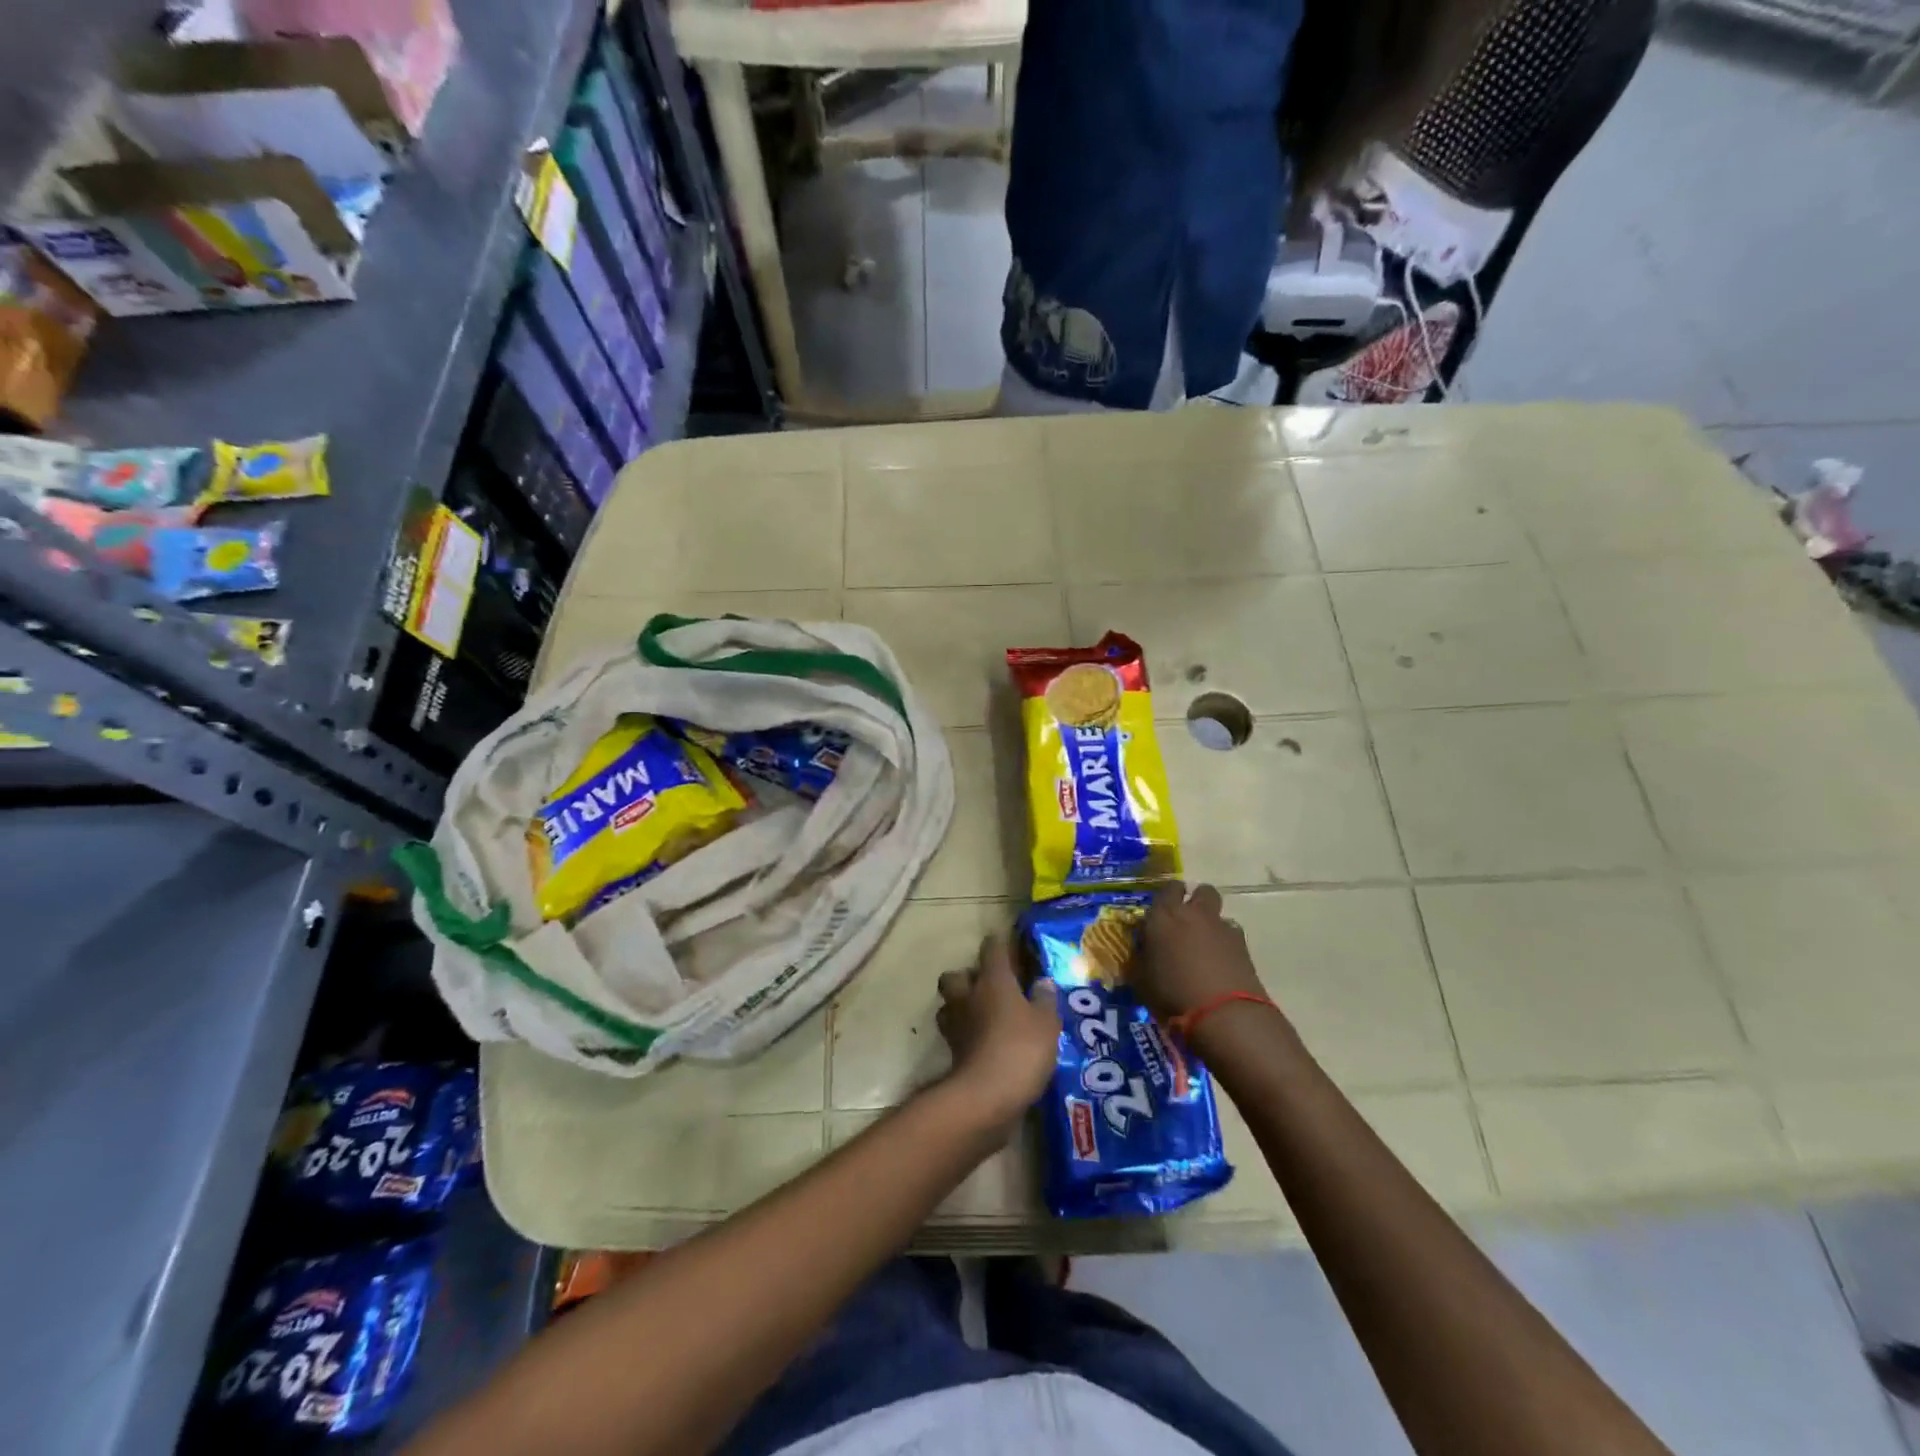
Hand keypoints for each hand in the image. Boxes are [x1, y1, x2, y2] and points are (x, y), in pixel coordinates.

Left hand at [937, 934, 1060, 1129]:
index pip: (992, 949)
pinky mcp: (952, 1052)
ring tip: (984, 1015)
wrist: (987, 1096)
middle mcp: (969, 995)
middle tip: (990, 987)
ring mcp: (956, 1024)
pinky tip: (983, 1042)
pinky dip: (966, 1034)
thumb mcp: (1046, 1023)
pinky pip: (956, 1033)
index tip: (1010, 945)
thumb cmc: (1021, 1048)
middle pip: (957, 975)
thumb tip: (1043, 982)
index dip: (1000, 944)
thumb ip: (1045, 1000)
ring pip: (950, 1003)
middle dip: (969, 977)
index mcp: (993, 980)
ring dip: (962, 1005)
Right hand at [1135, 882, 1265, 1024]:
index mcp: (1164, 915)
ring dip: (1212, 923)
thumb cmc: (1172, 993)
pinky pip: (1232, 934)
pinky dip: (1227, 943)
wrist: (1223, 1012)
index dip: (1168, 896)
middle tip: (1188, 919)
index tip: (1164, 909)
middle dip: (1197, 899)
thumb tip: (1143, 951)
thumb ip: (1142, 957)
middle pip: (1202, 890)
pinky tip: (1221, 963)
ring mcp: (1222, 927)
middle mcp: (1194, 913)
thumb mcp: (1142, 978)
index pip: (1167, 889)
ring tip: (1206, 946)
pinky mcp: (1243, 945)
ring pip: (1219, 913)